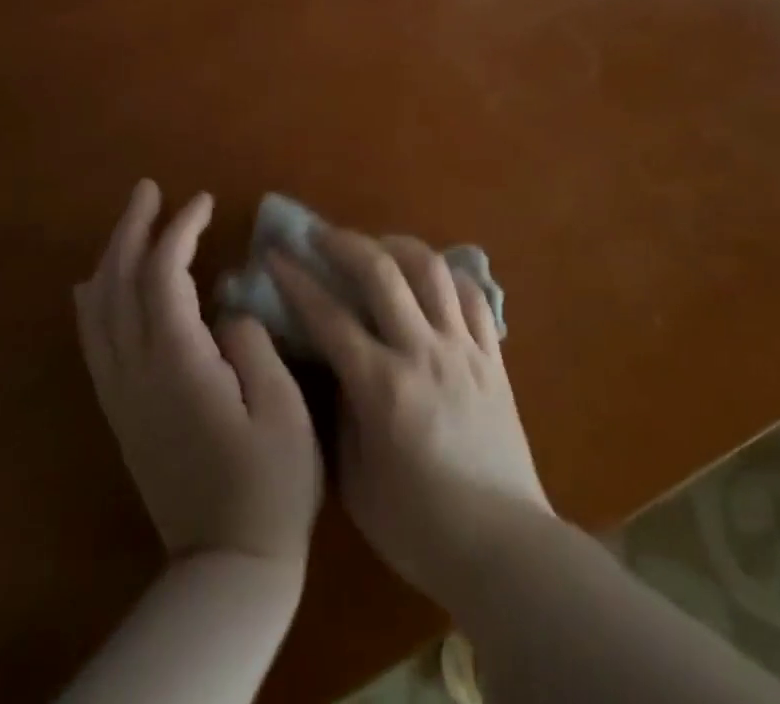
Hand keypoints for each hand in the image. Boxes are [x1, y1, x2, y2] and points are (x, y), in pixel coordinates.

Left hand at [76, 181, 322, 574]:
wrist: (228, 566)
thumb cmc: (271, 485)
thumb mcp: (283, 411)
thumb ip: (253, 347)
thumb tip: (229, 311)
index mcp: (179, 366)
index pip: (163, 277)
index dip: (179, 230)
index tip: (203, 201)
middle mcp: (138, 374)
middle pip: (119, 286)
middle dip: (132, 230)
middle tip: (149, 189)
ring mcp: (123, 396)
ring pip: (99, 312)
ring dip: (112, 258)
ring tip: (130, 221)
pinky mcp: (124, 415)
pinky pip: (96, 343)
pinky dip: (95, 302)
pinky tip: (97, 286)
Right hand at [269, 228, 550, 601]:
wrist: (501, 545)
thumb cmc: (418, 526)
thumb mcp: (356, 482)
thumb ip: (342, 415)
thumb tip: (336, 367)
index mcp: (382, 387)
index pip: (329, 317)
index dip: (298, 281)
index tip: (277, 255)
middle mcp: (422, 352)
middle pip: (382, 273)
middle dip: (345, 244)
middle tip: (321, 235)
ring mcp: (463, 348)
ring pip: (432, 270)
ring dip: (398, 246)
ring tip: (378, 246)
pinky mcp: (493, 355)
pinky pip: (472, 296)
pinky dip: (448, 277)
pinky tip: (432, 279)